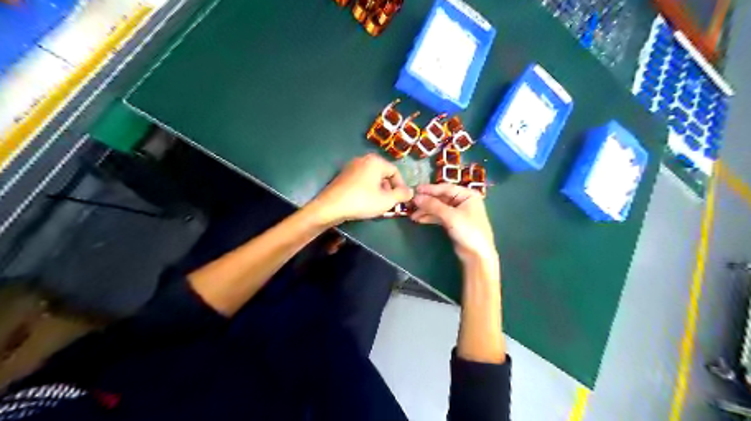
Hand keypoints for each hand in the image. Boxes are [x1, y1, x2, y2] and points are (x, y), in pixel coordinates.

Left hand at [312, 152, 415, 224]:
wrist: (331, 207)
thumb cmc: (362, 201)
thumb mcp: (387, 200)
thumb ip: (402, 195)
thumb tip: (410, 192)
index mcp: (376, 161)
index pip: (395, 172)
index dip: (401, 187)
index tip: (400, 200)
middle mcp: (363, 159)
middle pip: (383, 174)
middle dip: (389, 189)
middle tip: (389, 203)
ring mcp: (351, 166)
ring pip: (372, 178)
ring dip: (378, 190)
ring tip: (377, 204)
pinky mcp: (343, 175)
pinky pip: (361, 180)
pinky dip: (367, 189)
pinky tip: (364, 202)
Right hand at [410, 184, 496, 266]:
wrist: (477, 255)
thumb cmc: (468, 231)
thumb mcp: (450, 216)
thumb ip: (433, 205)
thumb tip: (416, 198)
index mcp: (467, 195)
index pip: (446, 188)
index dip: (430, 189)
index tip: (415, 190)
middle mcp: (463, 201)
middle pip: (441, 198)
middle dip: (426, 202)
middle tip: (411, 204)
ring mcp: (458, 212)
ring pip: (439, 208)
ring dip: (426, 211)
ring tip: (412, 215)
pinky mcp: (453, 223)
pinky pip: (440, 216)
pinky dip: (430, 217)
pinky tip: (419, 219)